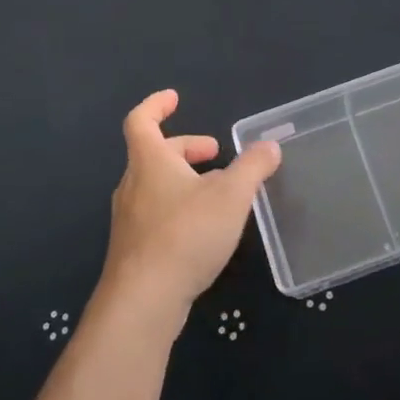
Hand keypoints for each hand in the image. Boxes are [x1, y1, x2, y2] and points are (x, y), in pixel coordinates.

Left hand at [98, 90, 281, 326]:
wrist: (143, 301)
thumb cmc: (186, 235)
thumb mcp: (231, 195)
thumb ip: (253, 167)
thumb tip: (269, 146)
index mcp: (149, 162)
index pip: (141, 121)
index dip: (156, 105)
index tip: (174, 98)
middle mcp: (133, 185)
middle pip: (154, 154)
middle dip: (186, 148)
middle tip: (215, 153)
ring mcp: (130, 219)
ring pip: (156, 186)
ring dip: (185, 180)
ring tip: (219, 192)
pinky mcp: (134, 249)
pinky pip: (157, 214)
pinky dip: (180, 207)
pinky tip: (205, 229)